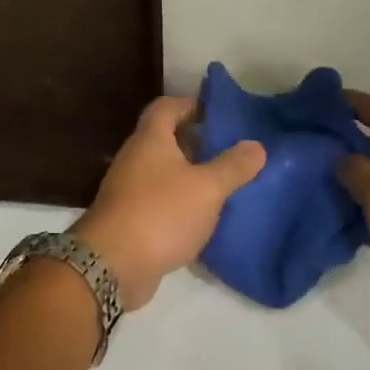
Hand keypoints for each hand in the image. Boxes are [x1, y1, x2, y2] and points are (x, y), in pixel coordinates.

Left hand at [72, 97, 265, 310]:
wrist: (112, 264)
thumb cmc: (161, 213)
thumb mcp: (207, 189)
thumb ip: (232, 166)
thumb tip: (256, 145)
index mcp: (150, 139)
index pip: (166, 107)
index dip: (191, 105)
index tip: (218, 114)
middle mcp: (135, 157)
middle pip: (164, 138)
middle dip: (194, 141)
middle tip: (228, 151)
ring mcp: (128, 188)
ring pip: (162, 171)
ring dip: (188, 174)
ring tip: (222, 184)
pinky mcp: (128, 217)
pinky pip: (158, 199)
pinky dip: (179, 201)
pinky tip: (202, 217)